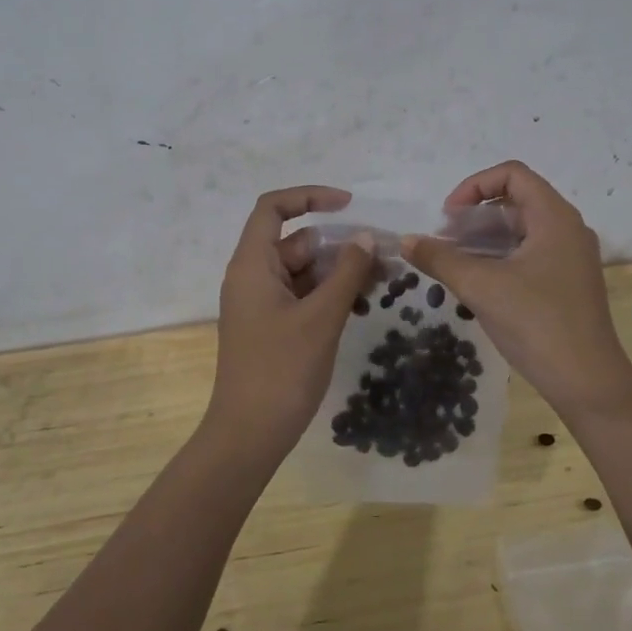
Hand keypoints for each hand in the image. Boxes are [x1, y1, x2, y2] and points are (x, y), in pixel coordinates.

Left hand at [206, 186, 374, 453]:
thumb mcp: (321, 317)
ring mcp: (261, 304)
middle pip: (295, 242)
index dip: (309, 197)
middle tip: (382, 256)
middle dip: (338, 244)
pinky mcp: (271, 327)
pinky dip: (328, 295)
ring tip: (380, 281)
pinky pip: (302, 296)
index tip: (348, 205)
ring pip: (302, 271)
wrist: (249, 434)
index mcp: (252, 265)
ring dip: (338, 271)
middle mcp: (252, 277)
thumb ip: (346, 272)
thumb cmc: (282, 370)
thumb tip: (366, 237)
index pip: (273, 208)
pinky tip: (360, 304)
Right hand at [401, 161, 631, 420]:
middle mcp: (568, 229)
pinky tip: (477, 283)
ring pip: (522, 231)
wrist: (587, 381)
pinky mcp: (568, 283)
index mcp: (555, 217)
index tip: (448, 217)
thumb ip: (440, 259)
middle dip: (475, 215)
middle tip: (445, 241)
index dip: (474, 186)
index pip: (513, 174)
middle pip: (517, 201)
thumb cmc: (536, 323)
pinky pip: (530, 254)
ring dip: (485, 238)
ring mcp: (571, 257)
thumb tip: (406, 241)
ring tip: (454, 262)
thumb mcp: (481, 287)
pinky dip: (501, 258)